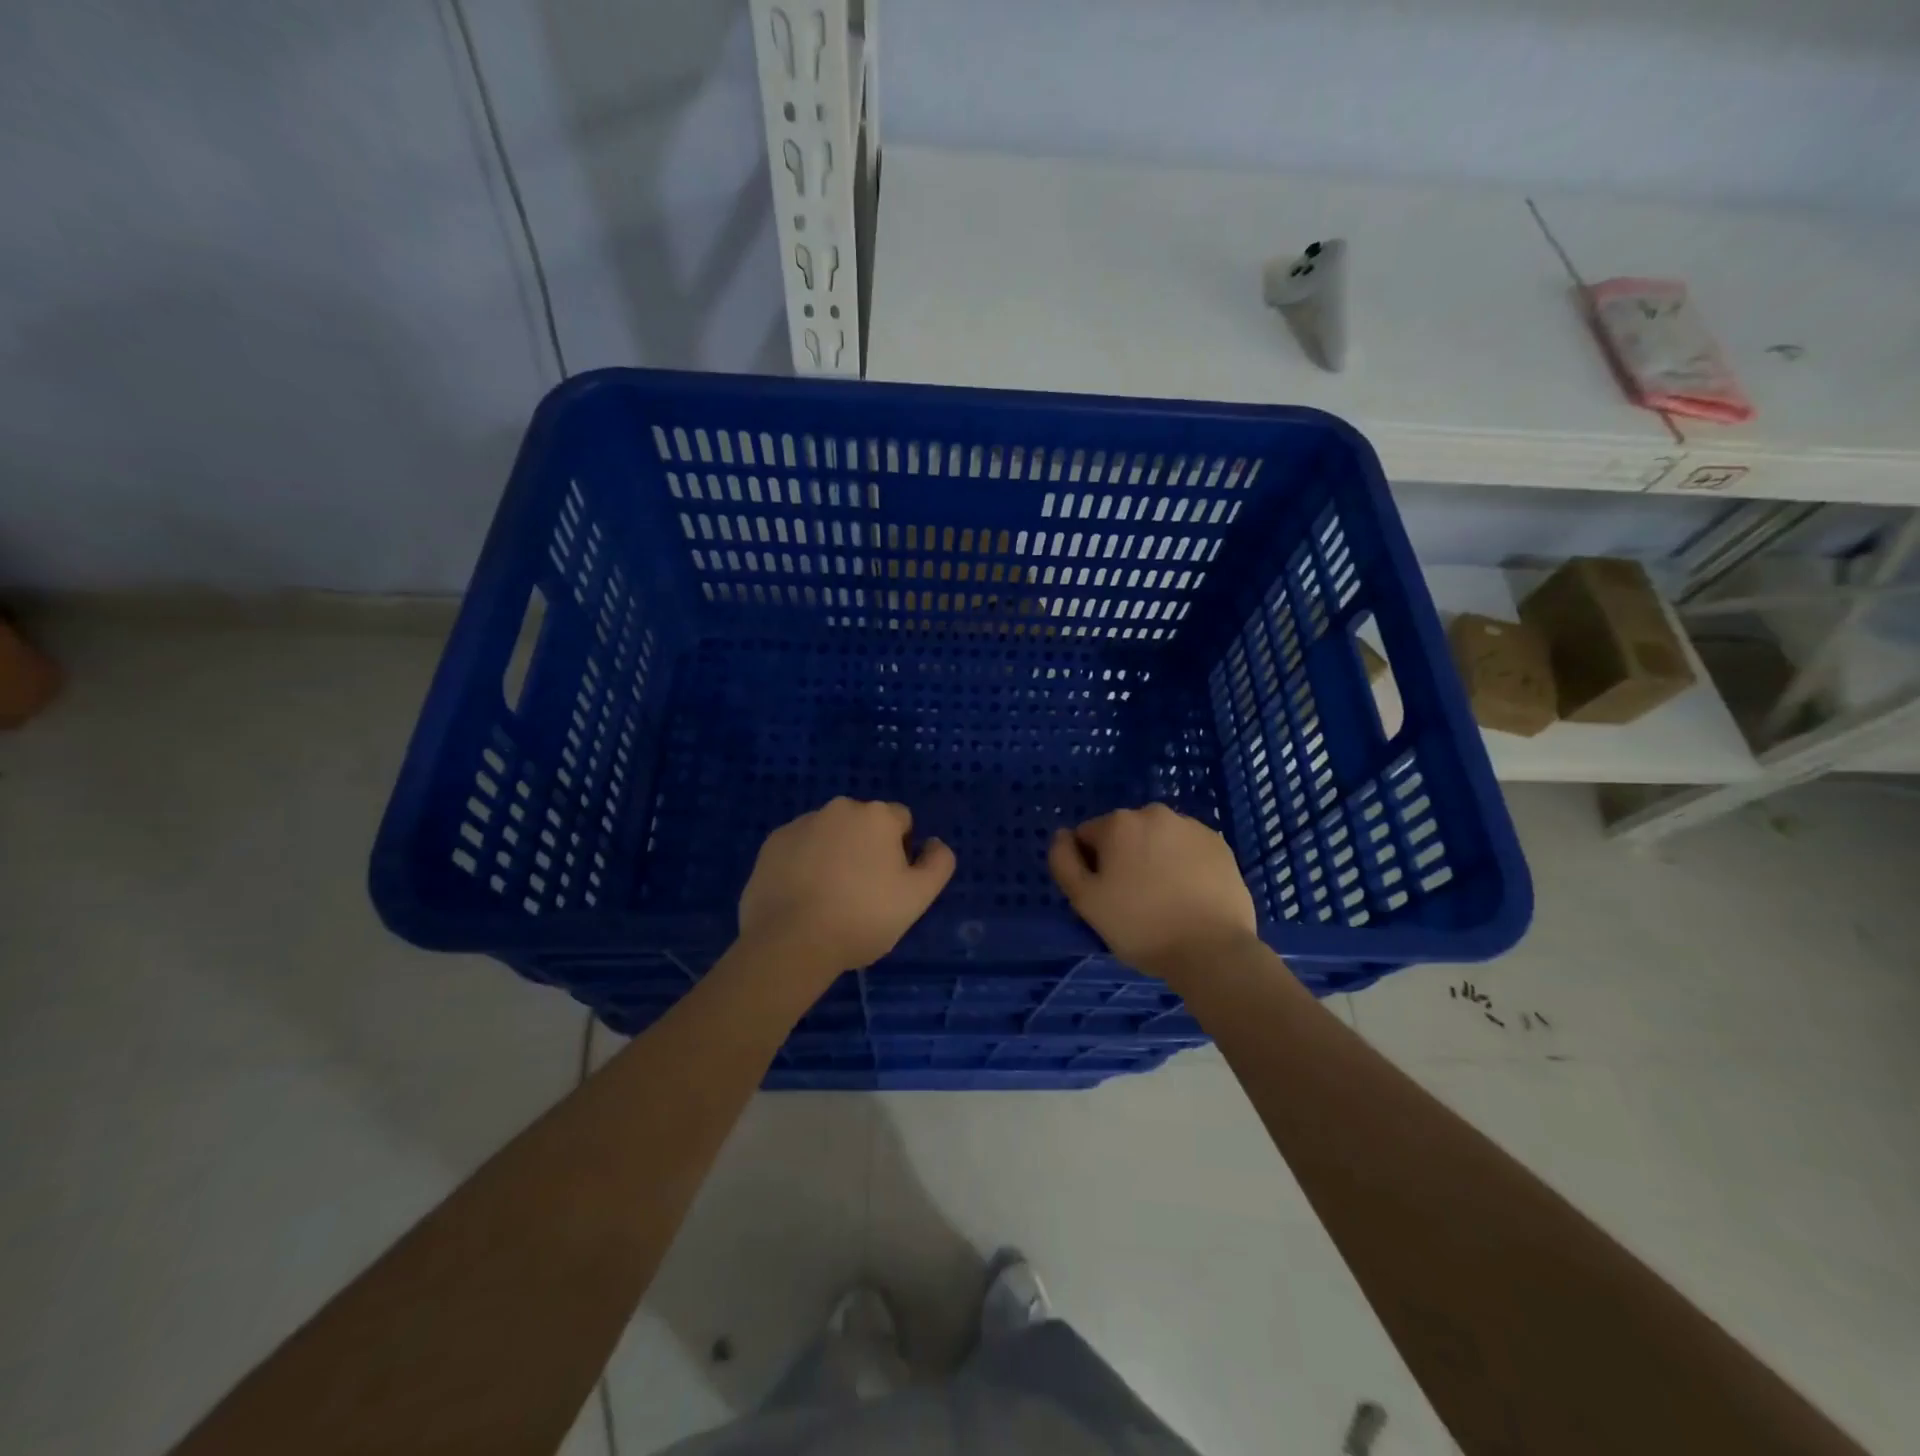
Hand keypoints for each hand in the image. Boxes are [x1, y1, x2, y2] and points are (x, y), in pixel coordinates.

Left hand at [738, 797, 955, 975]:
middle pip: (864, 825)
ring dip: (834, 854)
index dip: (902, 851)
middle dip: (866, 849)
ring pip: (829, 834)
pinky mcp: (771, 843)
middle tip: (862, 893)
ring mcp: (800, 823)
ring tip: (829, 898)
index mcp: (877, 815)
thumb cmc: (862, 917)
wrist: (790, 942)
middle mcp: (839, 808)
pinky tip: (802, 897)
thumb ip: (938, 863)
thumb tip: (934, 843)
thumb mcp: (918, 897)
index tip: (891, 884)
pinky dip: (804, 864)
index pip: (901, 822)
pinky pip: (799, 848)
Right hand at [1049, 804, 1258, 979]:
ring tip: (1163, 899)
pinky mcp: (1220, 845)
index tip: (1105, 896)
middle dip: (1123, 858)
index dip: (1090, 867)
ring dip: (1154, 859)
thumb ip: (1063, 861)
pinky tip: (1189, 895)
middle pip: (1124, 834)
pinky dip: (1183, 865)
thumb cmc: (1140, 926)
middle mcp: (1154, 813)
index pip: (1088, 837)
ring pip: (1157, 840)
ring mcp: (1192, 827)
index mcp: (1118, 823)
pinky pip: (1188, 849)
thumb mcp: (1085, 900)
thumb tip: (1062, 835)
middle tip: (1133, 900)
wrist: (1211, 950)